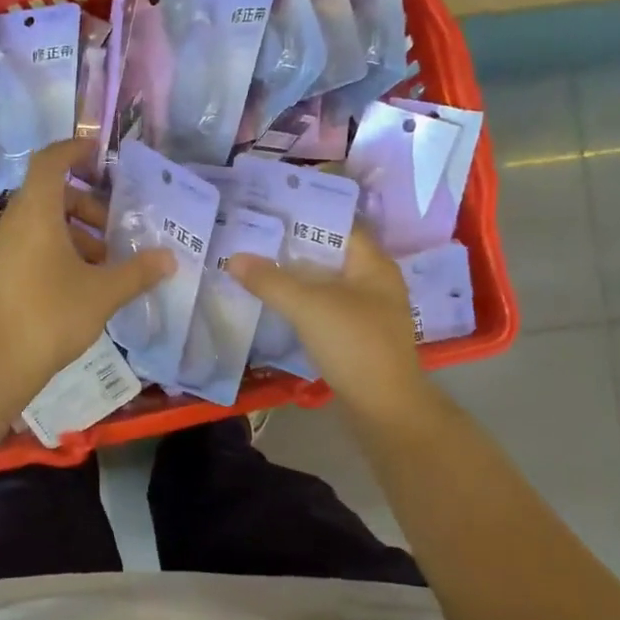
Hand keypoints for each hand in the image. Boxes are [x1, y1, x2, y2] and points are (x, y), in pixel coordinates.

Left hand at [0, 139, 173, 407]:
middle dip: (87, 204)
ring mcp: (1, 249)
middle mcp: (13, 223)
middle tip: (116, 227)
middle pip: (50, 194)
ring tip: (105, 262)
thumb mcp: (103, 293)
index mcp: (36, 213)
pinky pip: (30, 245)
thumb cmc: (51, 316)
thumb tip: (169, 259)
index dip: (75, 150)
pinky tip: (82, 283)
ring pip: (41, 223)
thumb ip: (138, 272)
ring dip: (75, 232)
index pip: (50, 161)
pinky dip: (58, 250)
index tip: (101, 156)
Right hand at [230, 227, 430, 421]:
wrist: (385, 408)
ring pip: (327, 283)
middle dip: (293, 247)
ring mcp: (368, 311)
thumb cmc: (354, 344)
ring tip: (257, 267)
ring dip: (296, 277)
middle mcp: (375, 282)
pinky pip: (326, 308)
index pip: (339, 225)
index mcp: (373, 264)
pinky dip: (303, 303)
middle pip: (330, 254)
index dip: (305, 215)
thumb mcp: (308, 307)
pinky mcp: (358, 336)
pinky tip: (276, 304)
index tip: (269, 212)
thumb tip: (234, 257)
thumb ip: (270, 281)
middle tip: (254, 239)